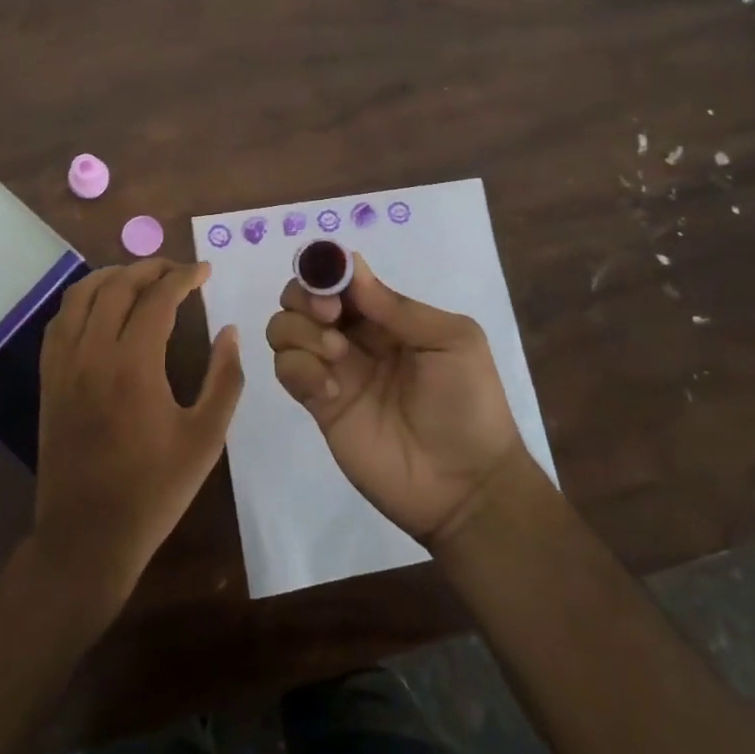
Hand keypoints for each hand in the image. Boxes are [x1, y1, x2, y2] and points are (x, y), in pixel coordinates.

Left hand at [31, 260, 243, 616]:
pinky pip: (60, 322)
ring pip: (81, 295)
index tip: (205, 270)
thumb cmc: (154, 490)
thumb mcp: (206, 438)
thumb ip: (225, 378)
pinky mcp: (48, 380)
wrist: (87, 536)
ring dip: (113, 276)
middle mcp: (93, 353)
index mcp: (134, 364)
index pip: (158, 298)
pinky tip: (101, 308)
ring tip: (141, 278)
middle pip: (117, 285)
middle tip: (179, 271)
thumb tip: (230, 331)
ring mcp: (64, 365)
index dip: (184, 277)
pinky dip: (83, 301)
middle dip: (151, 268)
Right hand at [266, 254, 528, 545]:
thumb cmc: (469, 405)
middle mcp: (355, 336)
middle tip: (331, 317)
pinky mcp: (319, 404)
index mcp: (388, 315)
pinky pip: (287, 369)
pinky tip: (331, 389)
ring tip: (336, 354)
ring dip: (301, 330)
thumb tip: (351, 267)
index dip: (328, 269)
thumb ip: (398, 307)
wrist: (465, 486)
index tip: (334, 285)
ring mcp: (334, 369)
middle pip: (303, 295)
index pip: (342, 277)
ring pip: (285, 328)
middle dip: (307, 295)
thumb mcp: (452, 341)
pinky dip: (299, 368)